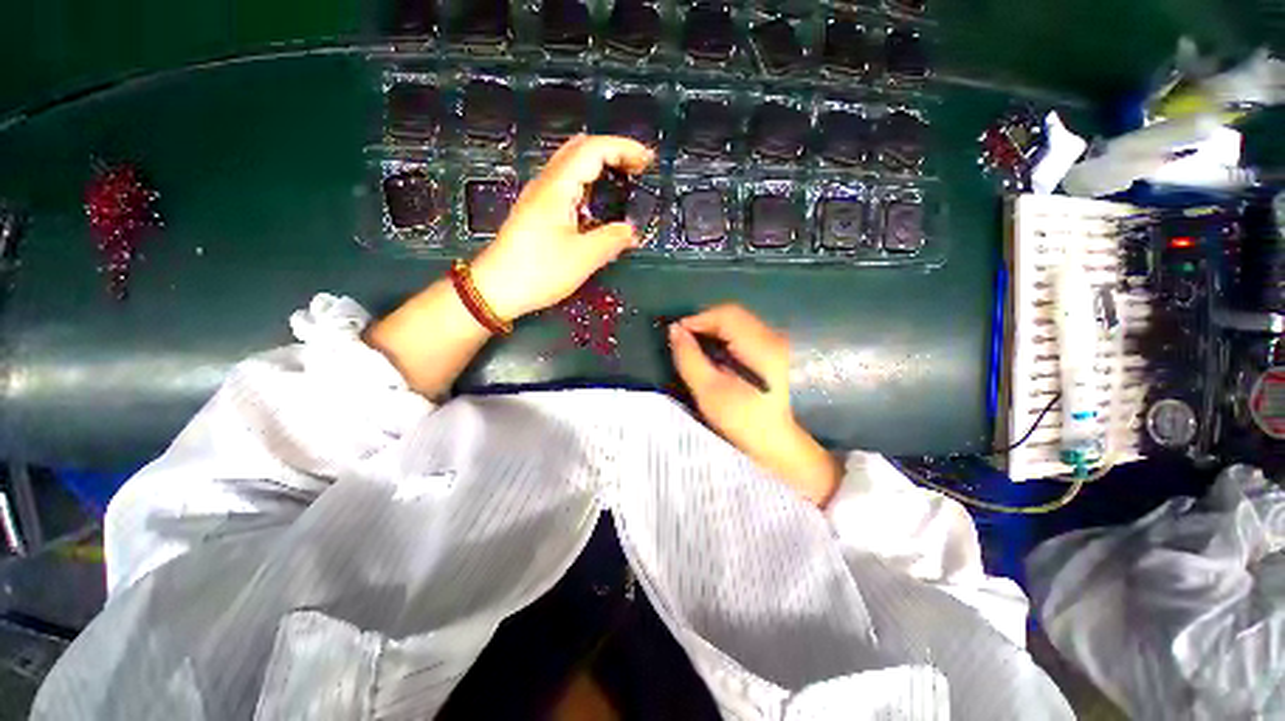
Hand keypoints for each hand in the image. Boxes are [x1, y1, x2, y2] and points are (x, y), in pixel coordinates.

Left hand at [471, 135, 654, 319]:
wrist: (495, 289)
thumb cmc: (539, 271)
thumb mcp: (583, 258)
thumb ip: (612, 240)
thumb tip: (631, 231)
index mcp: (557, 187)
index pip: (593, 150)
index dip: (624, 148)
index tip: (648, 160)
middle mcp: (546, 184)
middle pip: (581, 150)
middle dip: (613, 152)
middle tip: (638, 169)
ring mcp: (539, 197)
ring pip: (572, 166)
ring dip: (600, 167)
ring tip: (624, 180)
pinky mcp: (536, 212)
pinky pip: (567, 186)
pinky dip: (589, 184)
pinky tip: (599, 203)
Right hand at [669, 304, 842, 506]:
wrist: (787, 450)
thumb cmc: (748, 425)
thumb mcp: (712, 394)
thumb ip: (691, 359)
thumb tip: (675, 331)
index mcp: (762, 346)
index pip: (726, 314)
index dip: (697, 319)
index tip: (676, 334)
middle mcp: (775, 337)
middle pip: (734, 316)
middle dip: (705, 325)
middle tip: (684, 343)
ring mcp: (780, 345)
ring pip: (740, 325)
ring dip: (715, 332)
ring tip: (697, 350)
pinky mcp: (779, 355)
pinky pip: (747, 336)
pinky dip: (727, 340)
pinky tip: (718, 358)